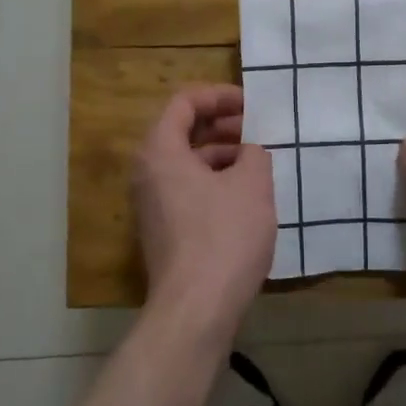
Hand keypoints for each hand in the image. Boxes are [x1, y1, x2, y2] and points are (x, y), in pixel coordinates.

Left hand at [132, 84, 276, 331]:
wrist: (196, 309)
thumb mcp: (252, 184)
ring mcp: (152, 205)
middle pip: (183, 132)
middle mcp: (147, 173)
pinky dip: (215, 182)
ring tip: (258, 163)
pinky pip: (188, 190)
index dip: (219, 96)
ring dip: (222, 156)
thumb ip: (254, 153)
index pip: (184, 102)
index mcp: (161, 151)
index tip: (252, 104)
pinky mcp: (164, 231)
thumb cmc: (224, 236)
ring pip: (187, 164)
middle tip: (258, 131)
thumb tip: (249, 152)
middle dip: (222, 126)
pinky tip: (246, 197)